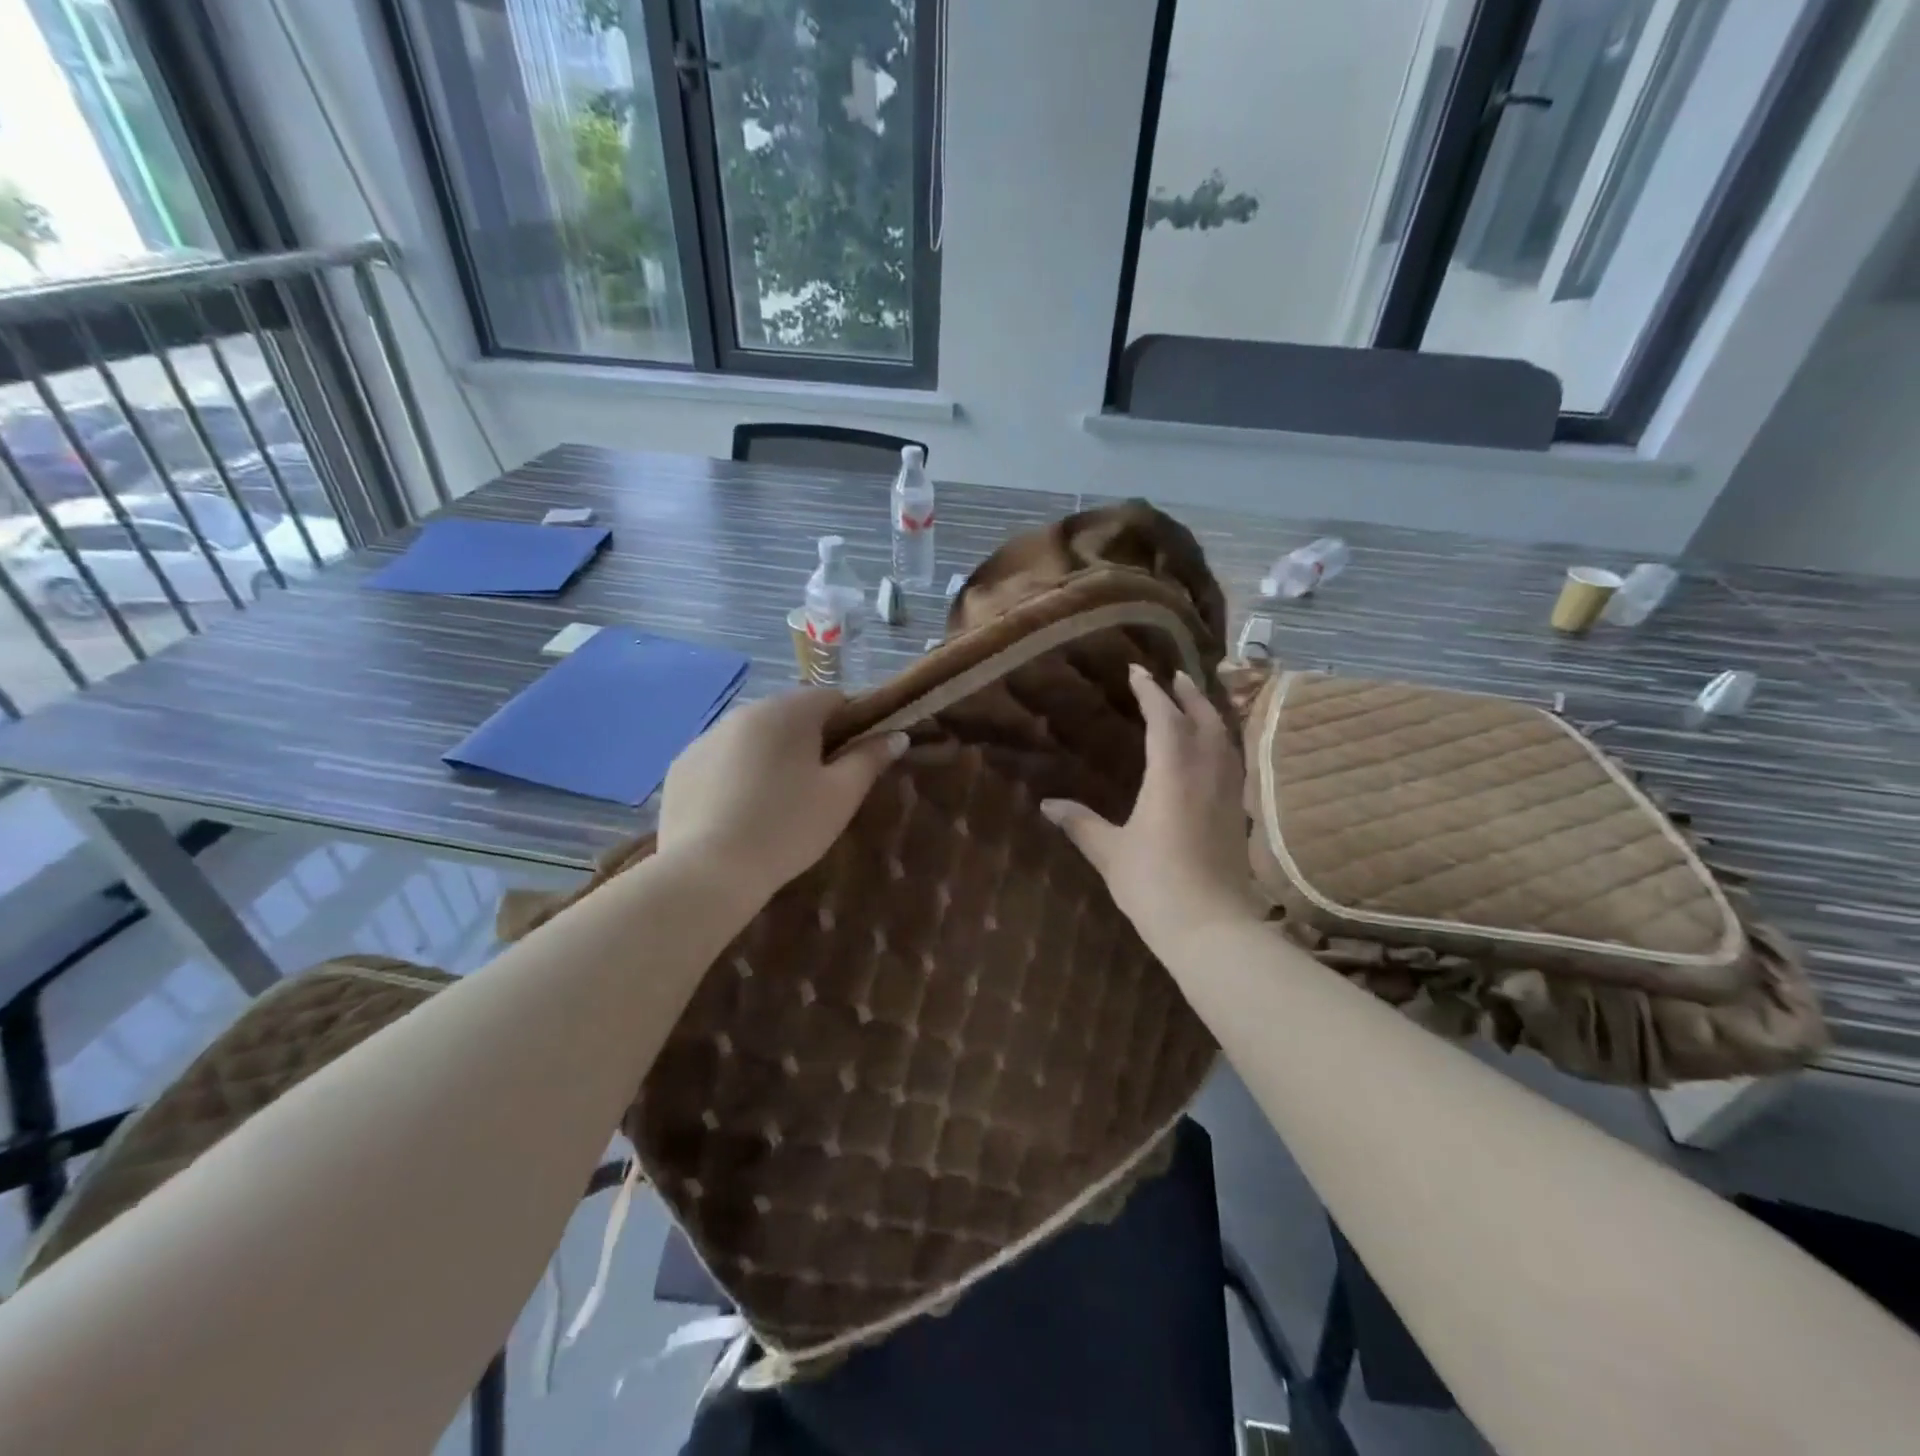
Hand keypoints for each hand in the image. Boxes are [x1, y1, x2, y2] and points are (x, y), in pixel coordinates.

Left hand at [658, 689, 906, 905]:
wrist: (708, 872)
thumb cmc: (787, 828)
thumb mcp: (841, 796)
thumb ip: (870, 759)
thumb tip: (896, 735)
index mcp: (787, 712)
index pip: (832, 698)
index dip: (852, 723)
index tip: (854, 760)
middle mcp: (744, 712)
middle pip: (790, 715)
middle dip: (809, 741)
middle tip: (819, 787)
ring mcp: (705, 737)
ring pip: (753, 737)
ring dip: (770, 756)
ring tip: (775, 803)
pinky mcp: (681, 766)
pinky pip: (721, 759)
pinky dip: (735, 774)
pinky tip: (738, 812)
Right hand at [1042, 665, 1261, 947]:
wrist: (1210, 927)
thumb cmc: (1154, 884)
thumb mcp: (1110, 852)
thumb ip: (1080, 823)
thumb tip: (1047, 804)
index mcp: (1172, 773)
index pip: (1164, 718)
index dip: (1150, 692)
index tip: (1137, 671)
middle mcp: (1205, 773)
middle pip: (1202, 719)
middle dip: (1187, 694)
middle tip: (1174, 675)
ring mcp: (1228, 793)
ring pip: (1224, 739)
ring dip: (1209, 714)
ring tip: (1195, 703)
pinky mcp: (1238, 814)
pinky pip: (1232, 762)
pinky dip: (1221, 743)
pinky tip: (1213, 752)